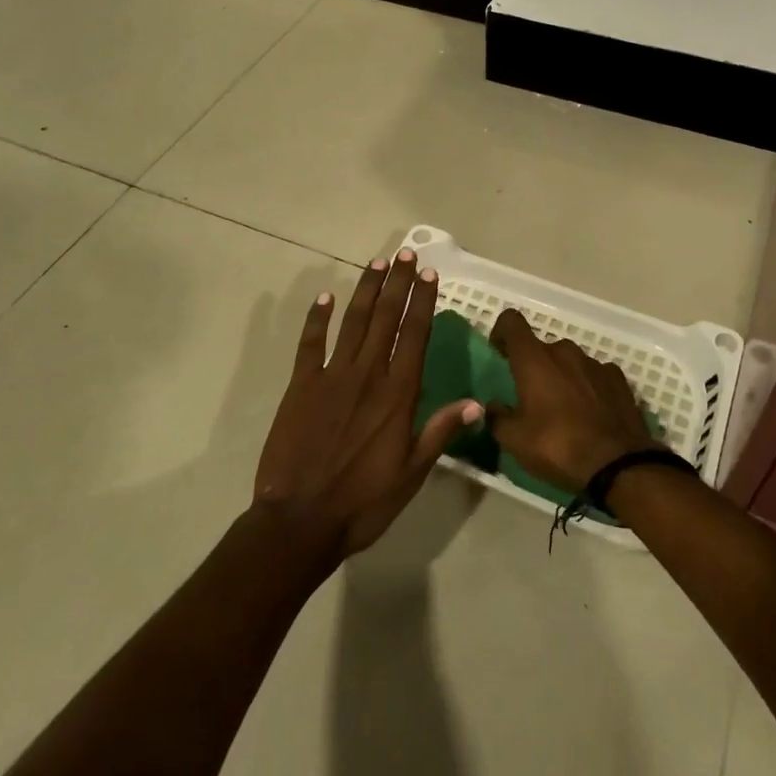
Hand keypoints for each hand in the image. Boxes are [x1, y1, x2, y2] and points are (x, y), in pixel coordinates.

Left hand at [253, 250, 480, 561]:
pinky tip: (325, 297)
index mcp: (397, 394)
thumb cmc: (363, 502)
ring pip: (353, 322)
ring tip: (378, 263)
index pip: (414, 335)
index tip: (429, 274)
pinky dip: (317, 318)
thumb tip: (475, 403)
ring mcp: (332, 376)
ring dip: (366, 290)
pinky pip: (310, 343)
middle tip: (406, 254)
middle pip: (386, 318)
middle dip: (398, 284)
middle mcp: (368, 375)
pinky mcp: (301, 385)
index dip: (423, 302)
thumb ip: (440, 432)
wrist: (300, 520)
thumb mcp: (411, 474)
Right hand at [486, 308, 661, 492]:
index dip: (501, 331)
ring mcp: (594, 363)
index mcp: (534, 359)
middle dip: (534, 366)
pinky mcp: (618, 379)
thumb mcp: (515, 441)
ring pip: (570, 361)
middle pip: (542, 348)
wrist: (617, 465)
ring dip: (562, 376)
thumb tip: (493, 407)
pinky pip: (595, 374)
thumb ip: (498, 418)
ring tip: (564, 409)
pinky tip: (591, 412)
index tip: (499, 353)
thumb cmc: (557, 446)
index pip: (511, 322)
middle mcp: (564, 351)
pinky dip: (588, 386)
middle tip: (532, 398)